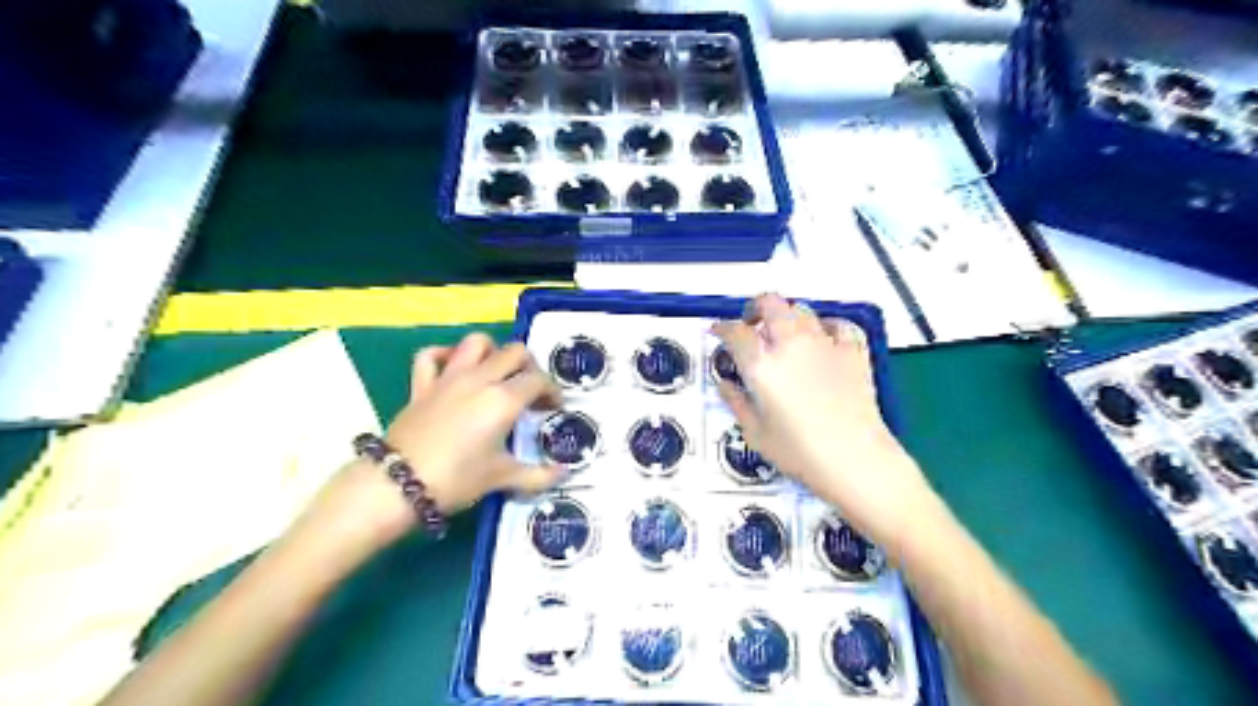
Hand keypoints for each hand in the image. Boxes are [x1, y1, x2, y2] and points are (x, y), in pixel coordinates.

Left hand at [387, 333, 568, 515]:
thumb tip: (564, 474)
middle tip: (531, 389)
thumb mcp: (502, 478)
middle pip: (514, 352)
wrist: (398, 485)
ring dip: (492, 351)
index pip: (539, 380)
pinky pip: (431, 356)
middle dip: (530, 366)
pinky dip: (444, 355)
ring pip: (476, 342)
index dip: (552, 391)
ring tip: (498, 372)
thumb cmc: (457, 479)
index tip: (554, 407)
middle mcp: (480, 379)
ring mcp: (448, 377)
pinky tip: (453, 368)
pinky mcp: (422, 384)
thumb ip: (538, 475)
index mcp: (504, 399)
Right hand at [711, 292, 937, 545]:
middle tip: (750, 323)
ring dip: (787, 315)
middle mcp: (791, 346)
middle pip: (770, 304)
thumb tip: (725, 383)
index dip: (722, 328)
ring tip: (784, 333)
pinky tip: (823, 336)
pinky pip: (839, 324)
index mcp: (762, 366)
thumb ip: (736, 402)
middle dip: (755, 308)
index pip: (735, 332)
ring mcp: (825, 344)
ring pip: (802, 309)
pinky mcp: (853, 351)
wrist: (855, 460)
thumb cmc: (801, 453)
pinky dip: (827, 325)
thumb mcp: (756, 433)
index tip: (719, 332)